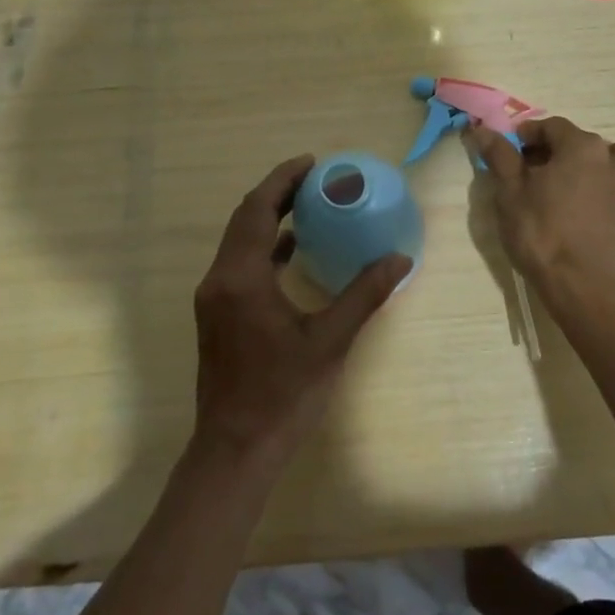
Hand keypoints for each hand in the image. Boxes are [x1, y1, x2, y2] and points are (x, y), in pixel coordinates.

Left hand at [192, 155, 411, 462]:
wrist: (235, 450)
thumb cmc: (283, 394)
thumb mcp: (330, 341)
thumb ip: (364, 294)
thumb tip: (400, 257)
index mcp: (241, 279)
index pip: (257, 210)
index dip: (283, 180)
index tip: (313, 163)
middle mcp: (219, 280)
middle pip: (244, 220)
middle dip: (277, 193)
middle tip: (316, 179)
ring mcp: (213, 299)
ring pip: (239, 241)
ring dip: (269, 218)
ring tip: (309, 205)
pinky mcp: (217, 316)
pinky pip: (240, 264)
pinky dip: (265, 247)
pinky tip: (294, 251)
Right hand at [467, 118, 614, 287]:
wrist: (580, 286)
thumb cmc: (539, 234)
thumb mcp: (509, 193)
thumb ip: (500, 156)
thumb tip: (483, 129)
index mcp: (579, 148)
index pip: (552, 127)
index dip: (531, 135)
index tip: (516, 151)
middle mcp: (612, 159)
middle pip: (587, 141)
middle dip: (565, 150)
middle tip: (544, 174)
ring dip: (611, 163)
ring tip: (589, 184)